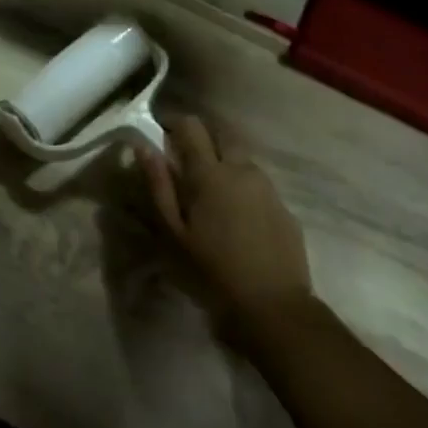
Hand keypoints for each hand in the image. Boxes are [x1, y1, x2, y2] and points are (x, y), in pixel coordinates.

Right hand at [142, 115, 313, 336]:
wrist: (272, 305)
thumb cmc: (211, 271)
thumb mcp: (173, 232)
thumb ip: (159, 186)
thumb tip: (144, 147)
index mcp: (210, 173)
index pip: (191, 126)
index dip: (174, 122)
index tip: (160, 131)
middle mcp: (242, 169)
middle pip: (221, 134)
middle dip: (202, 137)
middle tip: (183, 159)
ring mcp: (267, 186)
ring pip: (241, 158)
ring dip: (223, 161)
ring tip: (208, 190)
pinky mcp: (283, 206)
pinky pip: (257, 182)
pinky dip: (241, 184)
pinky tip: (233, 214)